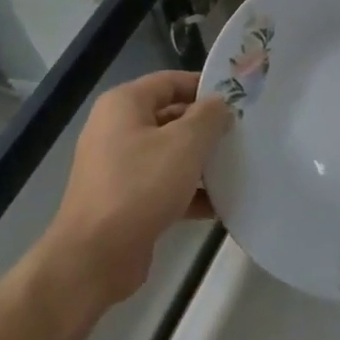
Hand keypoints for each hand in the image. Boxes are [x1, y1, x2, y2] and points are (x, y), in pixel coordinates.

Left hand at [44, 71, 231, 306]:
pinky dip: (190, 192)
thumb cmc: (140, 186)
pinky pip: (165, 185)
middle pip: (172, 117)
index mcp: (124, 105)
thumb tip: (220, 105)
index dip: (205, 86)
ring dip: (202, 161)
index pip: (171, 81)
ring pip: (170, 154)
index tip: (239, 97)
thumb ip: (209, 117)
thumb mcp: (185, 144)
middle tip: (244, 133)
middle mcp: (117, 130)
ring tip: (240, 166)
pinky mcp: (127, 200)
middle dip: (207, 126)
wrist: (95, 257)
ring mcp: (120, 167)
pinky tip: (222, 203)